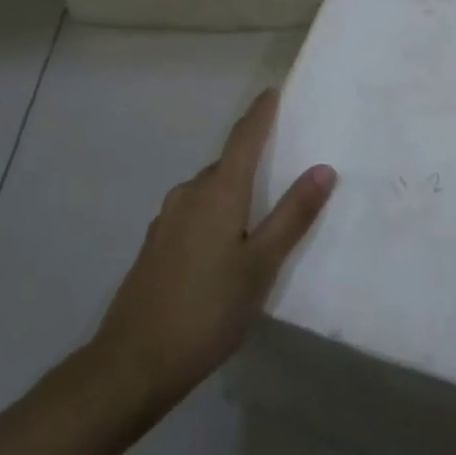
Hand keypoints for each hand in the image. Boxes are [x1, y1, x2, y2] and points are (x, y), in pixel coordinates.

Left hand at [91, 90, 335, 406]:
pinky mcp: (155, 245)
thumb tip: (322, 168)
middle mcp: (188, 194)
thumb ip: (292, 216)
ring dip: (233, 191)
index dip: (259, 114)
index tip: (272, 91)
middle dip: (252, 159)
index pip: (243, 138)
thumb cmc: (207, 310)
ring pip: (209, 191)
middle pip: (226, 164)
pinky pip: (193, 212)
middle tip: (282, 165)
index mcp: (217, 192)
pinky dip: (215, 214)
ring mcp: (167, 219)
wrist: (133, 363)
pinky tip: (224, 247)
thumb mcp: (261, 266)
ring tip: (259, 214)